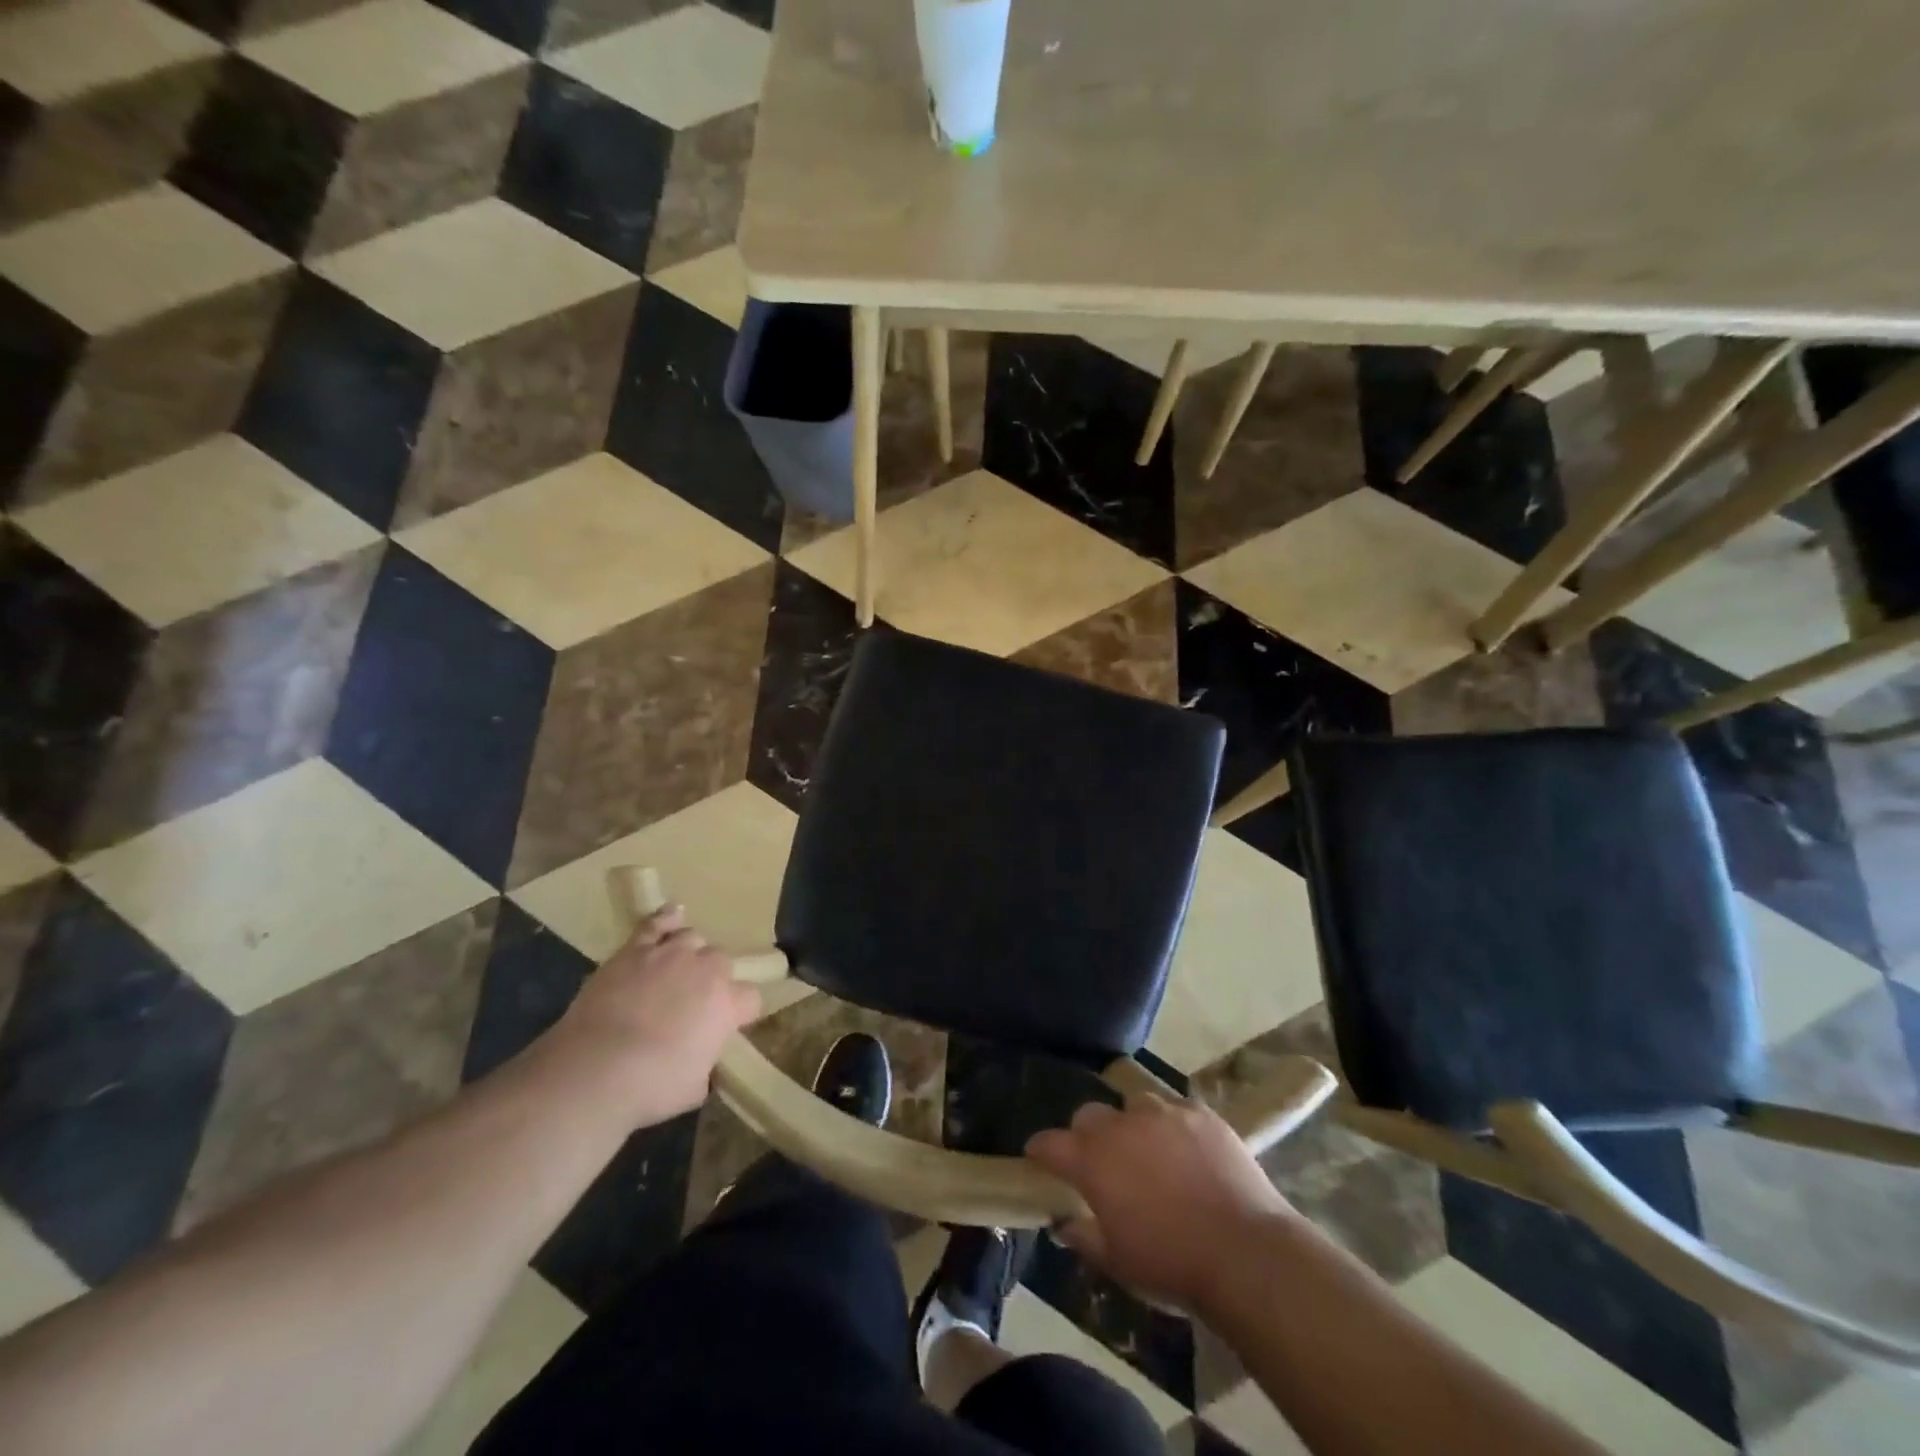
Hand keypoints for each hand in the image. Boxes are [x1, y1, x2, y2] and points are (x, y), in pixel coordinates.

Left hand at [543, 906, 761, 1127]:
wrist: (595, 1069)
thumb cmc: (651, 1086)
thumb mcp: (694, 1087)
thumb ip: (706, 1064)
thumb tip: (700, 1059)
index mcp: (728, 1004)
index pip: (751, 998)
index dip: (741, 1012)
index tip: (728, 1026)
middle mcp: (707, 970)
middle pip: (722, 962)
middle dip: (713, 979)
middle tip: (694, 1002)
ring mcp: (670, 954)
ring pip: (693, 939)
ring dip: (690, 953)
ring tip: (678, 969)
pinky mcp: (635, 950)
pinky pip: (656, 923)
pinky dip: (666, 918)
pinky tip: (673, 915)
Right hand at [1025, 1095, 1296, 1312]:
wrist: (1244, 1252)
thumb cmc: (1171, 1263)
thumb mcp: (1117, 1262)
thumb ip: (1083, 1236)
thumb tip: (1062, 1224)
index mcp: (1092, 1160)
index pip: (1050, 1143)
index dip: (1041, 1150)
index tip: (1038, 1157)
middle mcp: (1121, 1125)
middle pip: (1089, 1114)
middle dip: (1087, 1134)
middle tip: (1100, 1161)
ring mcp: (1163, 1112)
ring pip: (1134, 1105)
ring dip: (1132, 1126)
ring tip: (1149, 1152)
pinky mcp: (1200, 1113)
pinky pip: (1175, 1109)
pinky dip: (1172, 1125)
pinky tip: (1186, 1150)